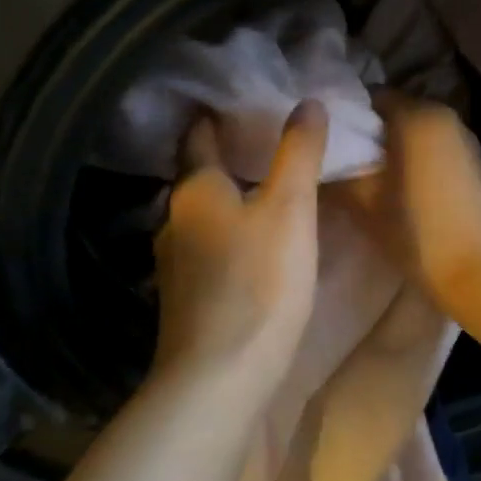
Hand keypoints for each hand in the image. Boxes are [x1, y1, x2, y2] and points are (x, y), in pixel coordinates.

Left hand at [152, 100, 327, 390]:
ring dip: (226, 204)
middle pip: (198, 177)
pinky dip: (226, 240)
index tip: (241, 103)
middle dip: (226, 161)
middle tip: (264, 147)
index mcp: (195, 190)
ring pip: (201, 218)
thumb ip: (298, 153)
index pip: (199, 136)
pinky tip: (249, 251)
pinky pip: (206, 253)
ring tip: (263, 196)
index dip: (216, 116)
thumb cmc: (258, 283)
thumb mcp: (290, 209)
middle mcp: (174, 220)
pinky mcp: (184, 301)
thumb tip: (307, 101)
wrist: (219, 379)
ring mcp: (173, 264)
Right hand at [338, 93, 480, 308]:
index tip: (322, 139)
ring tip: (362, 176)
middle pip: (393, 113)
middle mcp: (444, 115)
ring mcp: (463, 140)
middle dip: (366, 133)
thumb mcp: (362, 201)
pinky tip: (394, 189)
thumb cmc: (414, 229)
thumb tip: (315, 157)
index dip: (343, 115)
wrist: (476, 271)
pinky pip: (431, 149)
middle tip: (336, 159)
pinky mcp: (472, 164)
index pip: (370, 96)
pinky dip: (411, 159)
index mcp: (417, 114)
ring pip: (413, 132)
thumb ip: (335, 171)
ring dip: (389, 148)